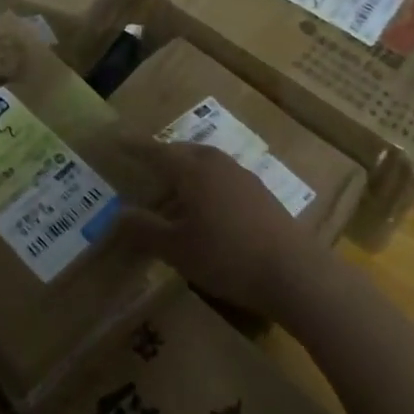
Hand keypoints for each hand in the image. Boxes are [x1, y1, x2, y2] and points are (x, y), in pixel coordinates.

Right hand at [115, 140, 317, 317]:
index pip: (156, 152)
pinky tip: (207, 209)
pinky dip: (206, 184)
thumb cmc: (228, 257)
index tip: (117, 140)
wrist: (296, 273)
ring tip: (173, 190)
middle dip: (162, 157)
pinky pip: (223, 178)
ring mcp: (243, 177)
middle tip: (144, 168)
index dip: (134, 147)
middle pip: (183, 152)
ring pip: (206, 163)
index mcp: (193, 170)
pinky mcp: (261, 194)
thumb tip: (118, 215)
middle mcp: (217, 164)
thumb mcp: (177, 249)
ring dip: (186, 171)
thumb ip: (145, 230)